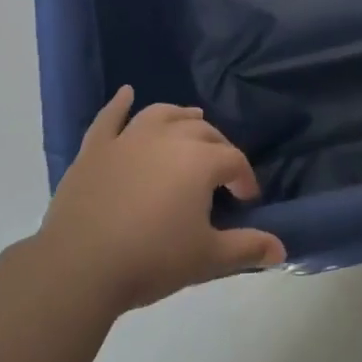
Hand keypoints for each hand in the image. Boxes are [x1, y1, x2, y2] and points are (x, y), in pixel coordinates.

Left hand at [38, 87, 285, 310]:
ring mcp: (128, 139)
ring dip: (180, 117)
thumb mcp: (207, 259)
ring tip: (191, 122)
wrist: (80, 267)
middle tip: (221, 173)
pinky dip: (119, 104)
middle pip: (202, 132)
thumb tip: (281, 250)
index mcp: (200, 161)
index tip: (246, 200)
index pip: (234, 161)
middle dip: (218, 148)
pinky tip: (127, 94)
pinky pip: (110, 117)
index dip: (245, 179)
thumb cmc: (152, 259)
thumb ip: (247, 249)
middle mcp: (167, 138)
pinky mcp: (95, 149)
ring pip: (161, 115)